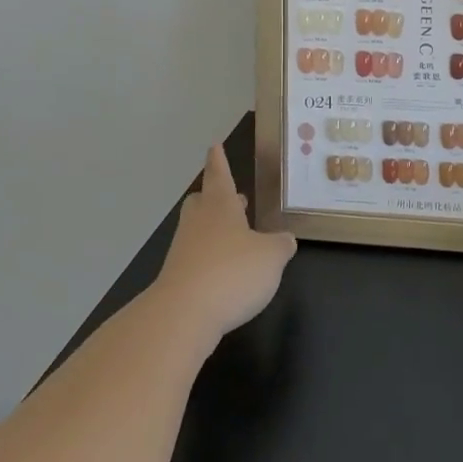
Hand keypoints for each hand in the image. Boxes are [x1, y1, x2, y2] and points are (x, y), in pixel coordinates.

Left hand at [151, 144, 297, 340]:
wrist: (183, 315)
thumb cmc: (232, 272)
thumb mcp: (272, 257)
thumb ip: (281, 245)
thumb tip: (284, 240)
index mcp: (220, 206)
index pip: (220, 175)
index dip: (219, 160)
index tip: (214, 146)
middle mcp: (199, 223)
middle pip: (202, 201)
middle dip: (214, 197)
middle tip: (232, 198)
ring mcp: (184, 251)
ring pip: (199, 230)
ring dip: (216, 231)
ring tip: (238, 238)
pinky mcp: (178, 279)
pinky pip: (196, 259)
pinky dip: (211, 260)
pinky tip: (228, 274)